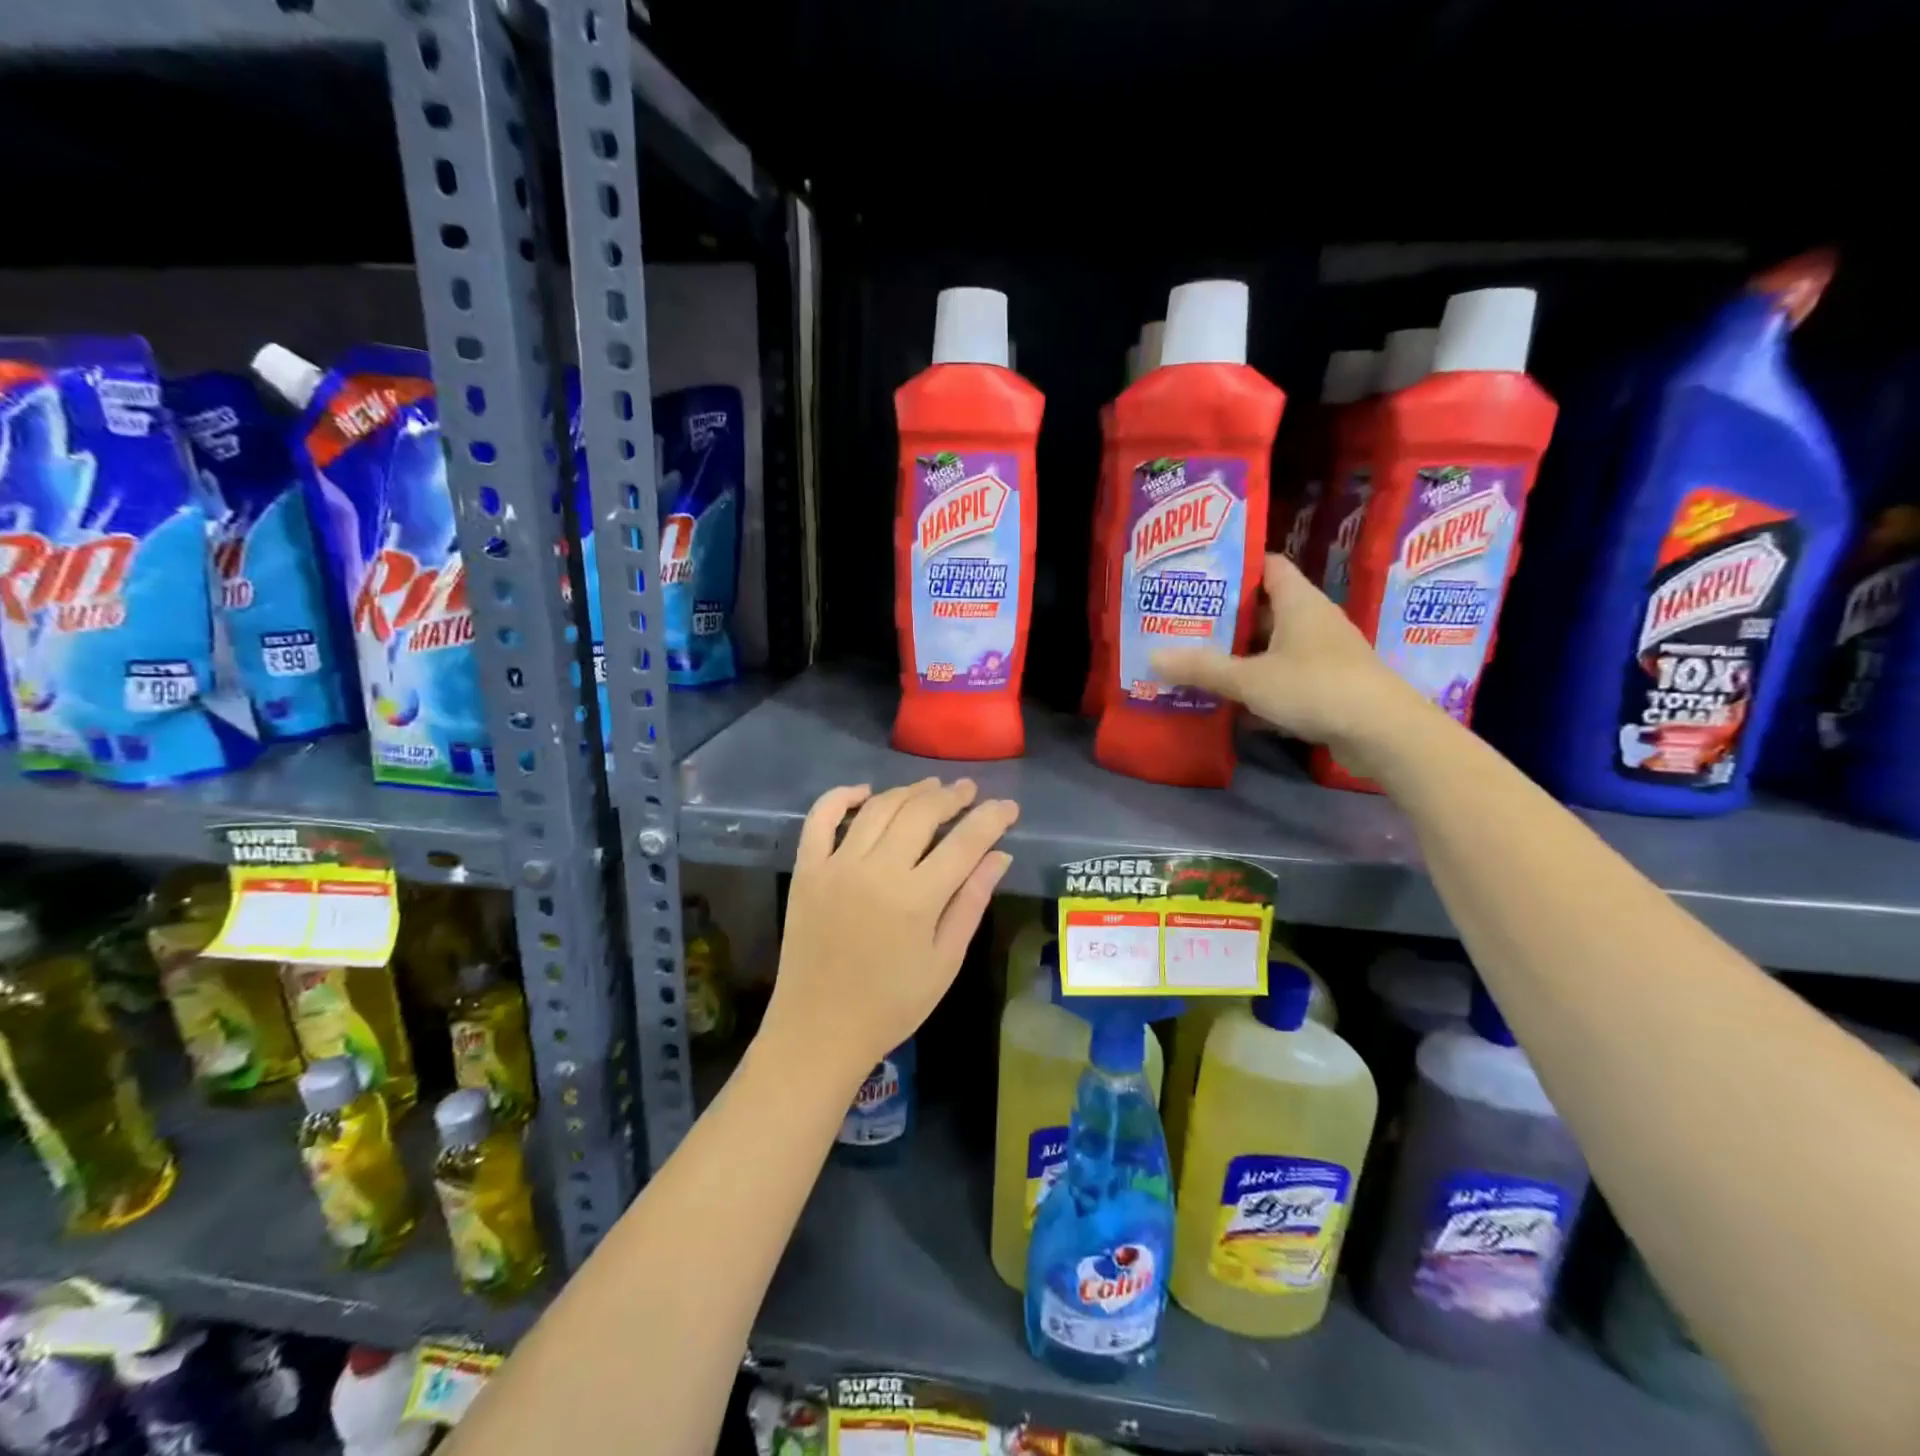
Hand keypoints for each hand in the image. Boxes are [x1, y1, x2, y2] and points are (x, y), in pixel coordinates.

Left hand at [763, 778, 1017, 1085]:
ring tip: (930, 788)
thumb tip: (1000, 855)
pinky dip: (841, 796)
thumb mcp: (945, 961)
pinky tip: (865, 791)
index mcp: (917, 898)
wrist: (819, 1031)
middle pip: (920, 813)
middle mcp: (877, 870)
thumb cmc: (892, 1005)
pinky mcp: (807, 871)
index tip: (1008, 806)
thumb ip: (971, 902)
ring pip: (878, 808)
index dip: (991, 818)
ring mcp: (836, 866)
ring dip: (908, 791)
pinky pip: (820, 819)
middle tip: (968, 790)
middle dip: (951, 796)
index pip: (964, 842)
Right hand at [1151, 553, 1433, 777]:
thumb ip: (1203, 668)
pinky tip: (1229, 701)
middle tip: (1184, 622)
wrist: (1382, 733)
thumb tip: (1153, 657)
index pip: (1268, 566)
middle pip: (1265, 609)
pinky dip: (1258, 684)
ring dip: (1240, 655)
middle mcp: (1313, 621)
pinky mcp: (1327, 686)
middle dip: (1226, 617)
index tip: (1199, 576)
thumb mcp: (1250, 678)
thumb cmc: (1315, 687)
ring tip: (1197, 660)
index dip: (1236, 567)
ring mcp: (1323, 655)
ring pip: (1273, 647)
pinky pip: (1284, 676)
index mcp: (1299, 602)